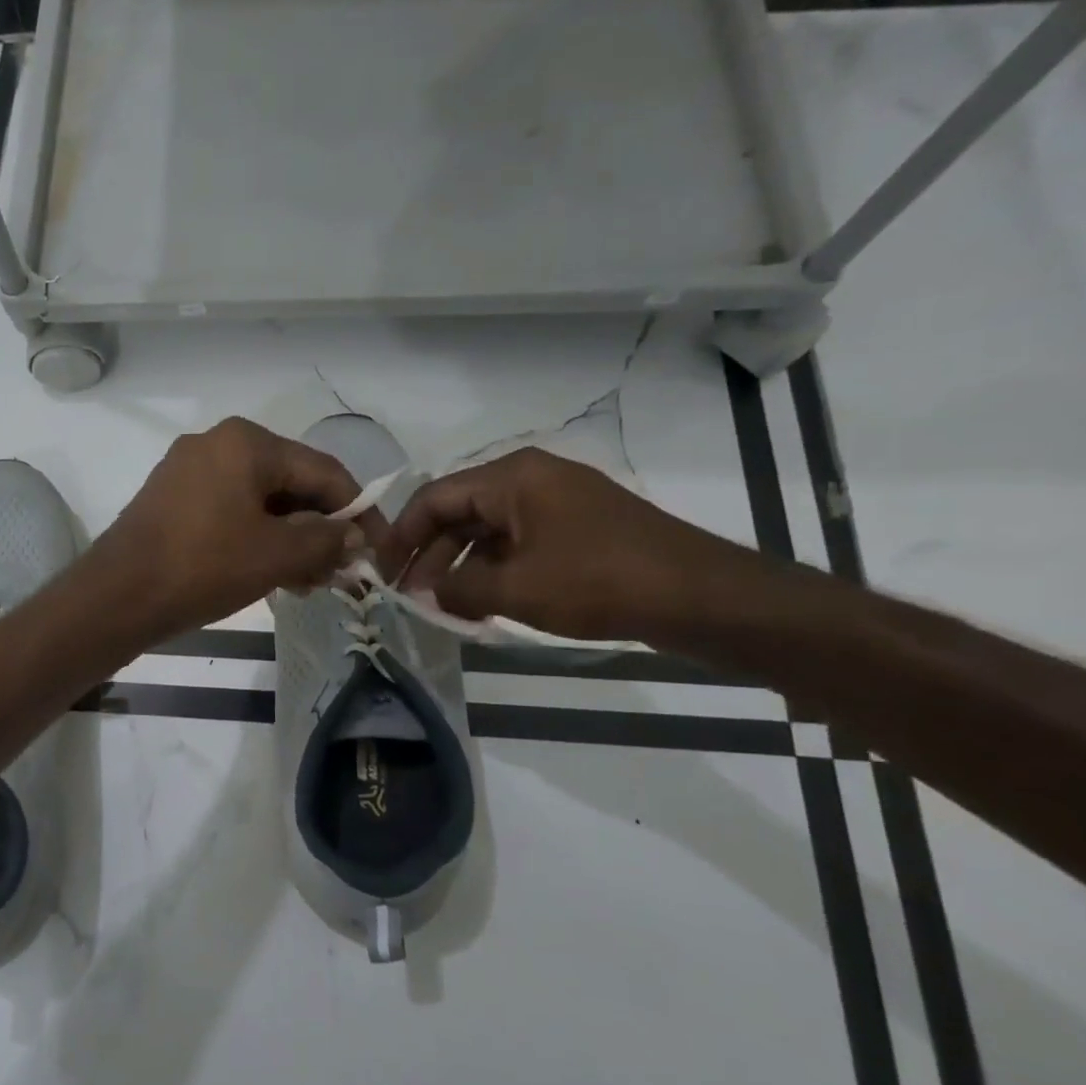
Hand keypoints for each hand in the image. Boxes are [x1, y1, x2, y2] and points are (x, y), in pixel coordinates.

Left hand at [93, 417, 387, 636]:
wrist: (116, 596)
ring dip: (290, 541)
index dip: (358, 512)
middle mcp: (217, 444)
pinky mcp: (172, 500)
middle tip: (339, 576)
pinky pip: (230, 513)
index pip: (323, 471)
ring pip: (260, 503)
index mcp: (246, 442)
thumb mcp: (276, 555)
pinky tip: (273, 576)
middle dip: (319, 531)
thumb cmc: (202, 567)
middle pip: (290, 485)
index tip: (377, 551)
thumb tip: (354, 537)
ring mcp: (189, 471)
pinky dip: (256, 540)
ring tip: (308, 584)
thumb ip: (325, 540)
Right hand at [388, 447, 757, 641]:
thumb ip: (457, 588)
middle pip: (460, 512)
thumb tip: (426, 590)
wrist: (702, 596)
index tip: (383, 573)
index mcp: (512, 477)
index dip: (402, 536)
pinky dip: (495, 570)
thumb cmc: (598, 582)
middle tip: (411, 596)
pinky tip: (484, 603)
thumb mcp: (516, 589)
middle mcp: (531, 478)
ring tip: (445, 607)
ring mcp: (558, 502)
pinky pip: (518, 542)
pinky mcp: (578, 527)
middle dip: (431, 555)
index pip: (434, 498)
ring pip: (489, 530)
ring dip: (462, 567)